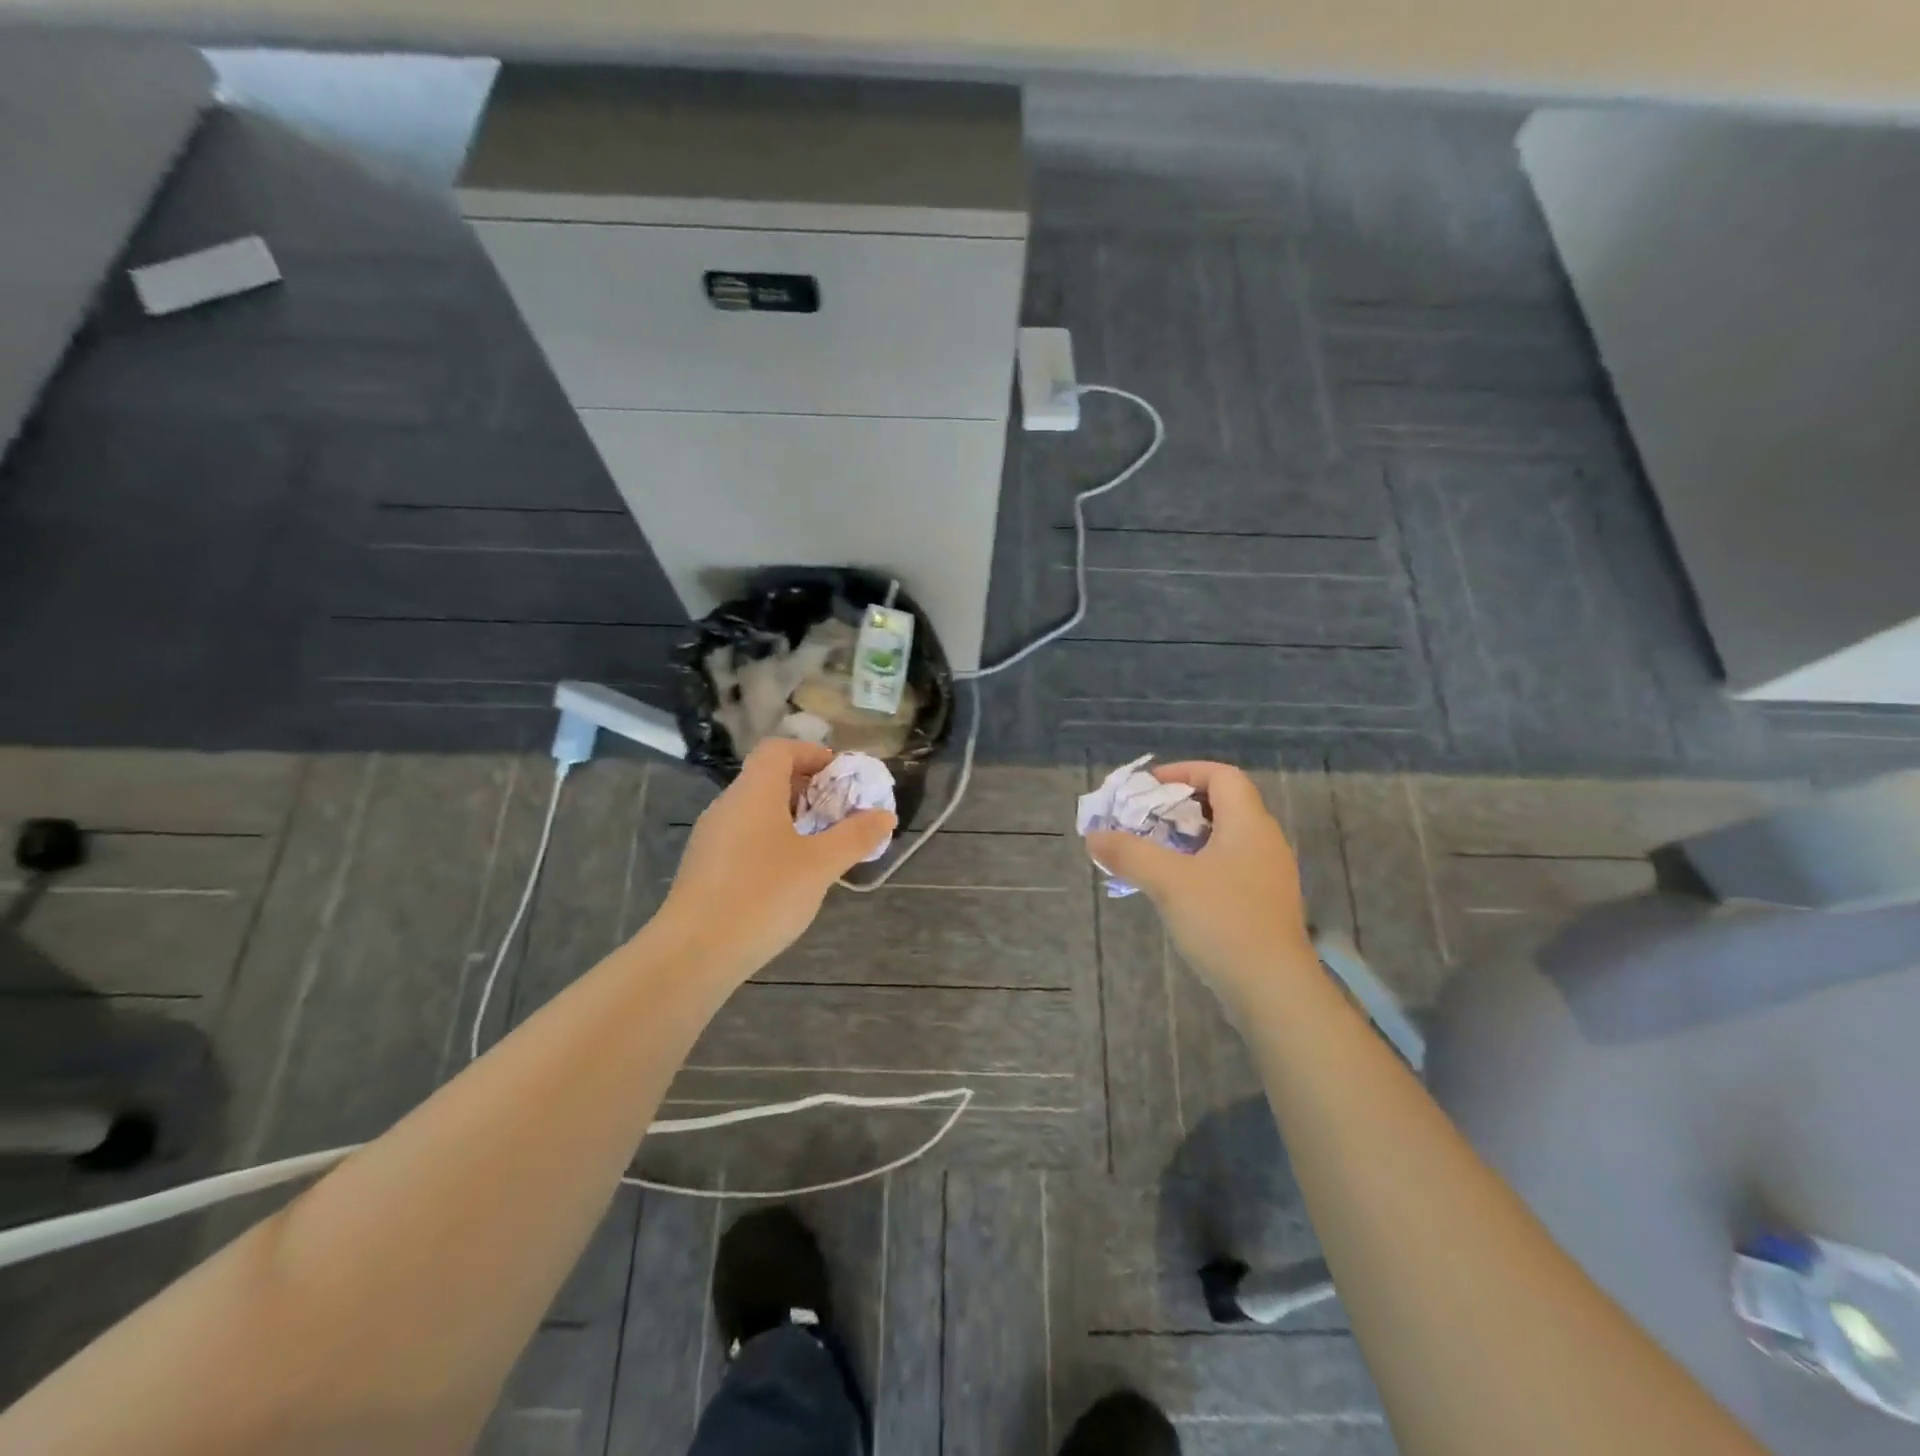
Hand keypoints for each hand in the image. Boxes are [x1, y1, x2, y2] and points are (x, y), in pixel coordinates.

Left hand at [657, 739, 895, 982]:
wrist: (692, 954)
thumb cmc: (762, 895)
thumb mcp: (820, 865)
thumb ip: (855, 836)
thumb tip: (885, 815)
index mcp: (753, 792)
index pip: (779, 749)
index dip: (812, 754)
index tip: (841, 777)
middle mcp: (727, 806)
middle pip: (768, 778)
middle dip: (808, 790)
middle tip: (839, 815)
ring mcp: (711, 838)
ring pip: (756, 811)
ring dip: (791, 819)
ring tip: (820, 848)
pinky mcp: (704, 868)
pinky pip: (744, 838)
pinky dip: (771, 843)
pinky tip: (788, 878)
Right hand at [1085, 762, 1316, 1015]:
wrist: (1273, 989)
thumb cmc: (1223, 921)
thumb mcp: (1168, 881)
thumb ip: (1129, 853)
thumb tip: (1093, 836)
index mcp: (1249, 824)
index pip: (1222, 775)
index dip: (1185, 771)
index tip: (1149, 787)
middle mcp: (1264, 842)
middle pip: (1223, 804)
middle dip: (1179, 806)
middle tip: (1144, 819)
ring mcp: (1268, 875)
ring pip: (1225, 838)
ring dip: (1187, 837)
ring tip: (1152, 851)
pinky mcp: (1264, 903)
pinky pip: (1229, 866)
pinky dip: (1199, 864)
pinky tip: (1175, 887)